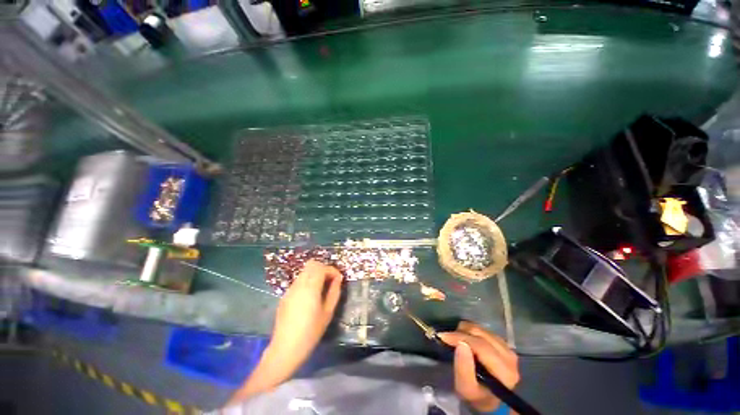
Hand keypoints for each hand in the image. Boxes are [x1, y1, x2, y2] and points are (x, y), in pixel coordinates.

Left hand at [267, 260, 343, 375]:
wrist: (286, 348)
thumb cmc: (311, 332)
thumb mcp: (328, 312)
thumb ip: (334, 292)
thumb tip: (338, 279)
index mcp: (310, 287)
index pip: (322, 267)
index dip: (332, 270)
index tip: (338, 279)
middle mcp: (299, 284)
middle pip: (311, 264)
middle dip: (323, 268)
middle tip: (330, 281)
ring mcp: (290, 289)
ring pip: (304, 271)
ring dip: (315, 274)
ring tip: (321, 288)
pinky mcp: (285, 295)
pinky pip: (298, 281)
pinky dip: (307, 281)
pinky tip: (310, 296)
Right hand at [438, 321, 519, 412]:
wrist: (491, 400)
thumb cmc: (477, 396)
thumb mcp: (466, 390)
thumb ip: (463, 369)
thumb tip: (460, 344)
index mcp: (504, 371)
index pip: (480, 346)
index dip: (460, 337)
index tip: (443, 336)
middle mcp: (510, 356)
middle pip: (481, 334)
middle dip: (460, 332)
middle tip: (447, 338)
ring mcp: (508, 348)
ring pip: (481, 329)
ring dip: (465, 331)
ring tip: (456, 339)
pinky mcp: (504, 344)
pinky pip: (484, 330)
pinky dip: (471, 332)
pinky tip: (466, 340)